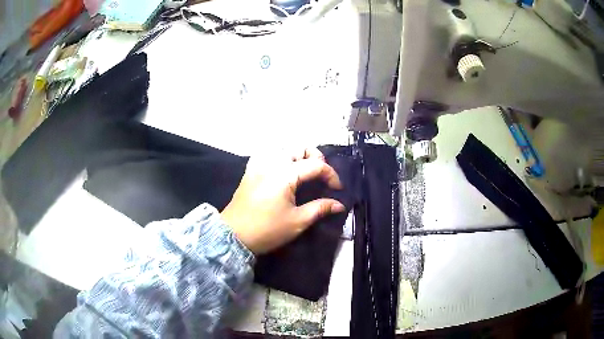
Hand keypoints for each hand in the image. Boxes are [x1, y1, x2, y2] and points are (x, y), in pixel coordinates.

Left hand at [221, 148, 344, 254]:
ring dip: (299, 155)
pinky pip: (268, 154)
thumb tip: (340, 204)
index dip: (331, 175)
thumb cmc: (267, 230)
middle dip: (316, 158)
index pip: (316, 165)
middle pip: (300, 148)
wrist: (234, 235)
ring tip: (305, 171)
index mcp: (285, 174)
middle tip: (322, 176)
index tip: (337, 189)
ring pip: (283, 148)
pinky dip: (280, 157)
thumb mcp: (297, 221)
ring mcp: (259, 165)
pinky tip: (283, 170)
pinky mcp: (250, 170)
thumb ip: (320, 208)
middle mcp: (272, 163)